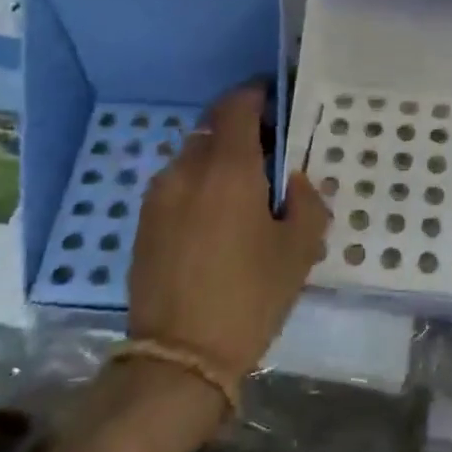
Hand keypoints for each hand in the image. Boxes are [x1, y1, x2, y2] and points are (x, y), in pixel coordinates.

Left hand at [127, 84, 329, 380]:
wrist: (178, 357)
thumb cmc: (249, 297)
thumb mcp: (299, 250)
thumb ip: (307, 201)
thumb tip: (293, 180)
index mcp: (228, 169)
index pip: (237, 106)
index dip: (257, 94)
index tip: (276, 99)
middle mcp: (186, 170)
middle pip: (212, 127)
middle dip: (240, 128)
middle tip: (269, 151)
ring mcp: (158, 196)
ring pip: (192, 156)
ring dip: (219, 159)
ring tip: (244, 192)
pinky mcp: (143, 222)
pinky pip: (177, 184)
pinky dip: (199, 184)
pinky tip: (217, 219)